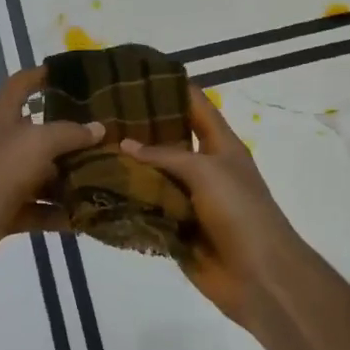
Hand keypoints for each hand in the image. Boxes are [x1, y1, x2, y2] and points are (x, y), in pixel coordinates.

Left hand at [0, 66, 103, 290]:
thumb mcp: (36, 144)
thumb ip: (69, 134)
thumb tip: (98, 128)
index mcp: (0, 117)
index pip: (20, 85)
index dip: (40, 75)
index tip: (68, 74)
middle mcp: (0, 144)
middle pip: (38, 132)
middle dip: (70, 135)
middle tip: (106, 135)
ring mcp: (0, 179)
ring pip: (41, 174)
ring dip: (69, 177)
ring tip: (107, 177)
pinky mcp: (3, 212)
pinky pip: (37, 208)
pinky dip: (58, 212)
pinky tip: (86, 217)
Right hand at [120, 86, 308, 325]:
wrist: (259, 275)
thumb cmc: (240, 211)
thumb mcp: (206, 171)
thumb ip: (166, 154)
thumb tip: (126, 144)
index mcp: (220, 145)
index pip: (194, 104)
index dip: (170, 86)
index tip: (135, 73)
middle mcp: (203, 167)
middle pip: (168, 139)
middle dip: (139, 127)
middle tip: (99, 111)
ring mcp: (188, 198)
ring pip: (153, 174)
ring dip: (128, 165)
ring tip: (91, 146)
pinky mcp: (175, 227)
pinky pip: (147, 207)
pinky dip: (127, 199)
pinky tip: (97, 187)